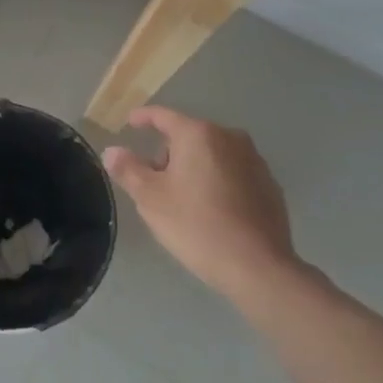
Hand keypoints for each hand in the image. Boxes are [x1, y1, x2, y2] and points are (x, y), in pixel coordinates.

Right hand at [102, 106, 302, 304]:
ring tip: (184, 200)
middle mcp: (229, 138)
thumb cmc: (196, 225)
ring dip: (195, 168)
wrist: (258, 267)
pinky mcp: (270, 185)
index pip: (163, 116)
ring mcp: (254, 161)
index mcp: (198, 134)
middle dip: (169, 153)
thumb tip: (112, 151)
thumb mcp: (150, 198)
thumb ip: (128, 169)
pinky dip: (218, 182)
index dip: (143, 117)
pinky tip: (212, 211)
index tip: (130, 122)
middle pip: (189, 136)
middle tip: (155, 182)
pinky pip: (234, 173)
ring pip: (213, 155)